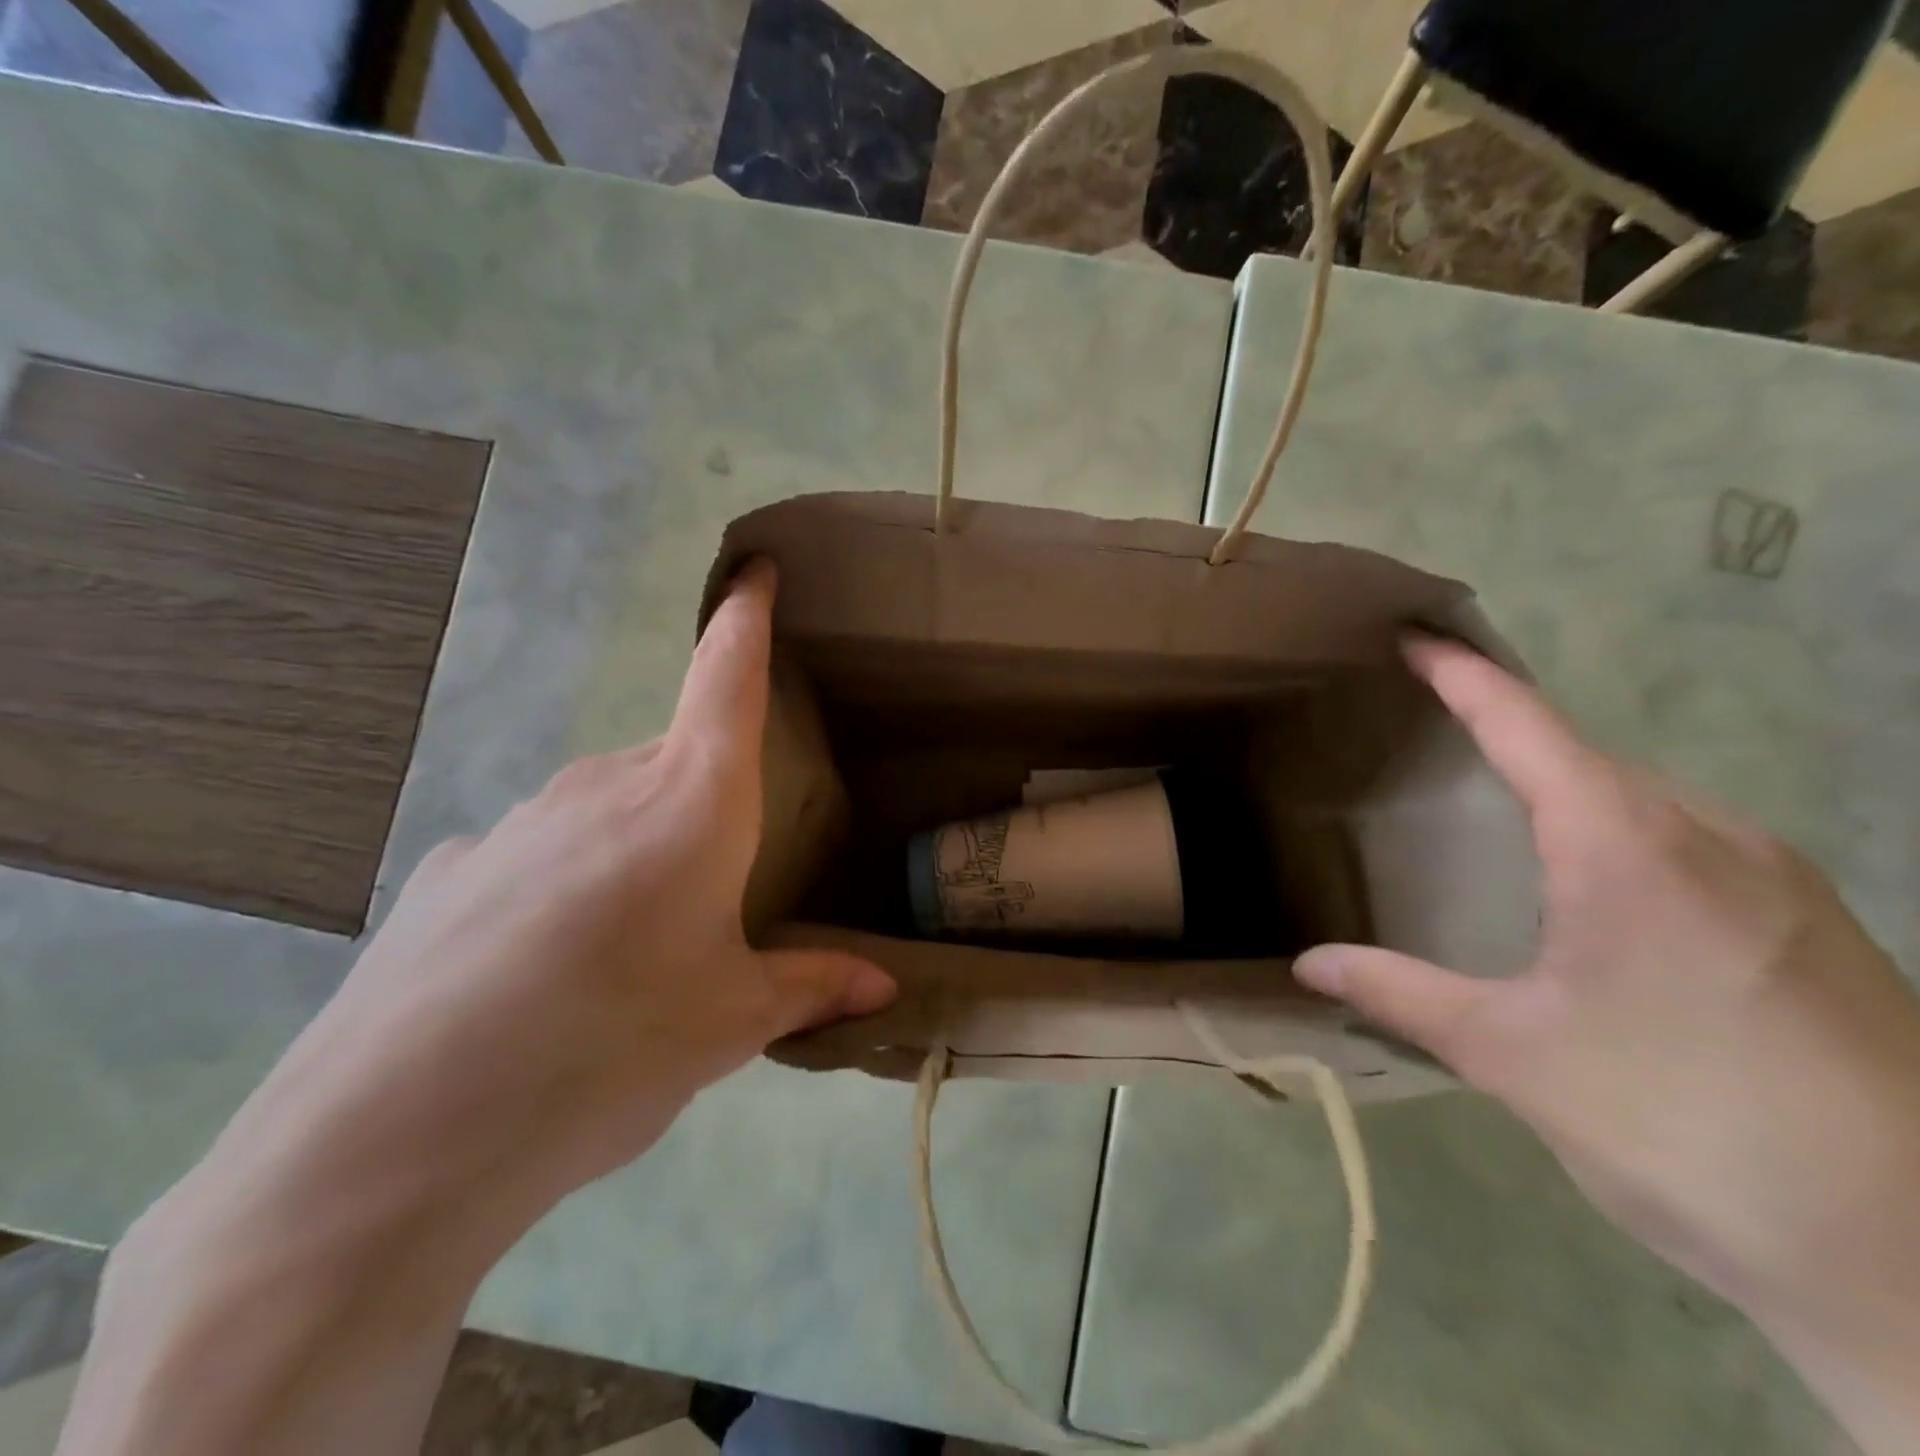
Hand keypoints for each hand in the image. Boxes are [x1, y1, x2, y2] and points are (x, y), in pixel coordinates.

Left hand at [171, 559, 895, 1241]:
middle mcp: (602, 787)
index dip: (744, 618)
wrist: (396, 1140)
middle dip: (706, 808)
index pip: (726, 679)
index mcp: (690, 804)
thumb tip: (884, 986)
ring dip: (637, 853)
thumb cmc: (609, 1049)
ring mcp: (516, 823)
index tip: (754, 570)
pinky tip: (543, 973)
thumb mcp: (729, 1023)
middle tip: (716, 897)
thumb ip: (810, 987)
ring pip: (607, 812)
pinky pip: (540, 857)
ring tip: (630, 955)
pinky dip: (565, 890)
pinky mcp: (452, 871)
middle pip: (675, 765)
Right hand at [1294, 640, 1919, 1401]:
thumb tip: (1306, 964)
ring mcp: (1783, 880)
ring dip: (1571, 789)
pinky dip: (1627, 834)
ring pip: (1649, 801)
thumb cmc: (1679, 1125)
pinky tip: (1606, 893)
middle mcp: (1713, 838)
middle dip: (1511, 735)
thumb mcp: (1510, 1055)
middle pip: (1589, 757)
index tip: (1416, 639)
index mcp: (1626, 848)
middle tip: (1439, 734)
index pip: (1526, 727)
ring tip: (1507, 812)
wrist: (1914, 1262)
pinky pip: (1696, 844)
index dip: (1466, 677)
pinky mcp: (1820, 928)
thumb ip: (1399, 993)